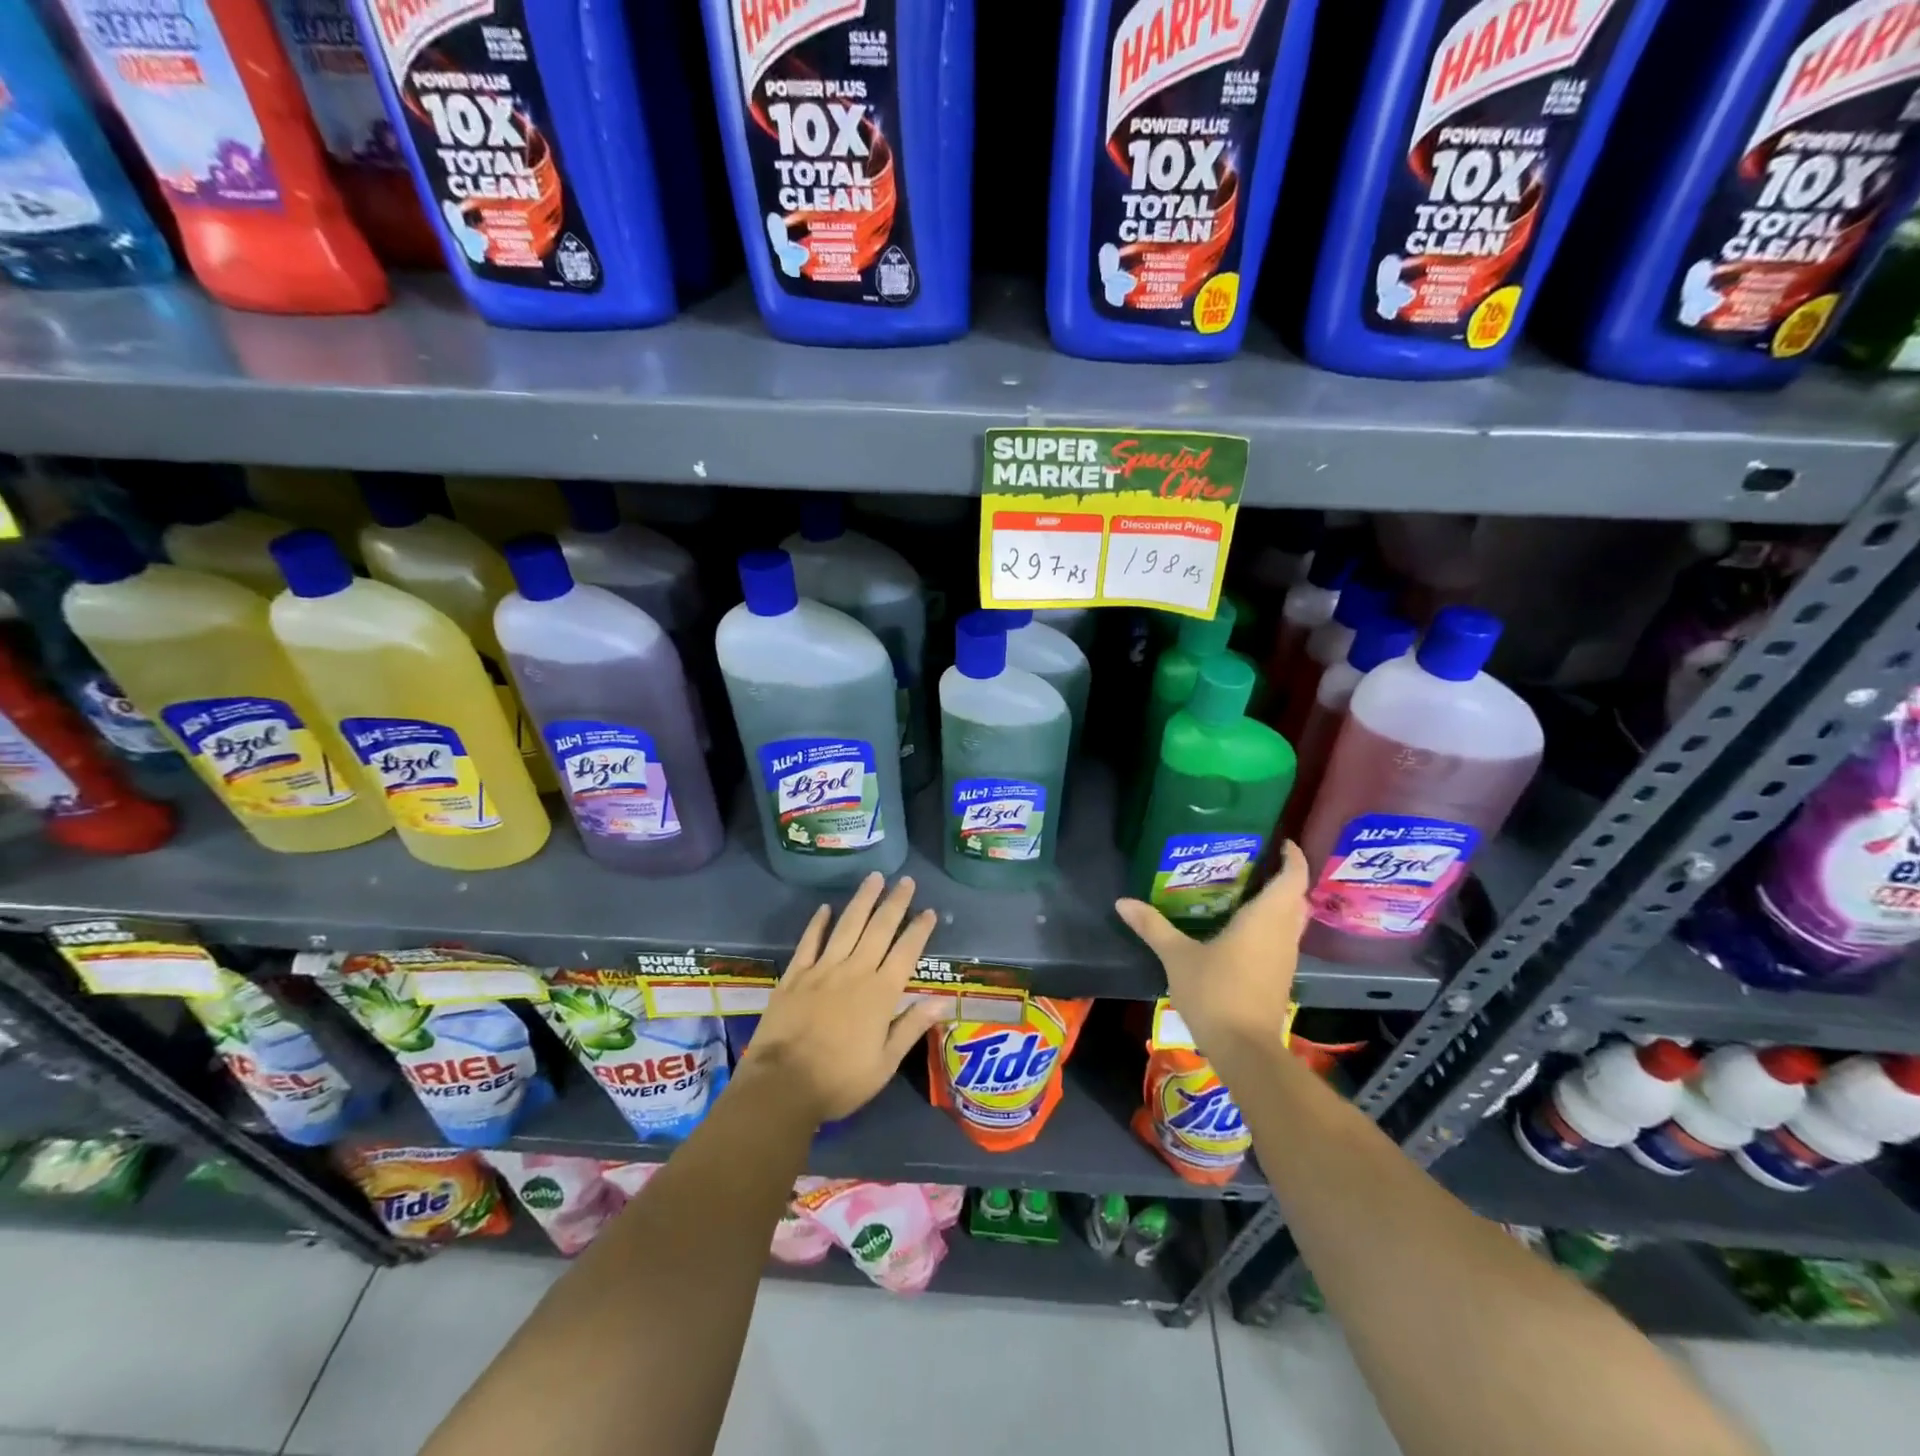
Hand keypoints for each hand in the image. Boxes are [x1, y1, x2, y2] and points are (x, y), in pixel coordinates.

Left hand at [742, 873, 944, 1125]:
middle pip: (879, 929)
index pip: (906, 952)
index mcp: (880, 994)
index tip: (929, 911)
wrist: (781, 1086)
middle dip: (895, 903)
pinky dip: (818, 923)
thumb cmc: (839, 1081)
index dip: (919, 930)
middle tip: (906, 880)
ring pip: (847, 926)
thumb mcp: (884, 1064)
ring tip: (874, 878)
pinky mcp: (795, 975)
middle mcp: (854, 972)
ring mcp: (822, 970)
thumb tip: (941, 1001)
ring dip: (862, 900)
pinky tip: (826, 908)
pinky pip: (809, 942)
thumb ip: (911, 1027)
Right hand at [1115, 843, 1307, 1071]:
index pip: (1293, 878)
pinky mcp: (1280, 977)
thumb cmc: (1215, 993)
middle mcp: (1283, 934)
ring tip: (1245, 889)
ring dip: (1278, 902)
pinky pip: (1282, 938)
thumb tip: (1122, 902)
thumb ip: (1153, 926)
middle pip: (1295, 897)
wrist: (1244, 1050)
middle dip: (1283, 877)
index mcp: (1265, 919)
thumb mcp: (1177, 957)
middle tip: (1255, 862)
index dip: (1293, 857)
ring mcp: (1285, 958)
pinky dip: (1271, 925)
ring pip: (1291, 920)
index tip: (1281, 842)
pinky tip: (1241, 928)